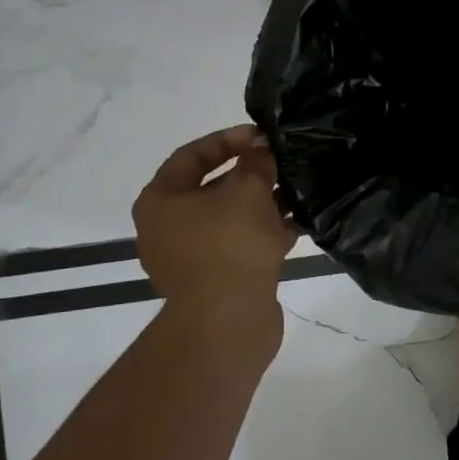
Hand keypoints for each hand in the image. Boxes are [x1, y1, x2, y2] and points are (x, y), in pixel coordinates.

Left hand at [133, 125, 295, 310]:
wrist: (227, 323)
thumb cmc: (229, 245)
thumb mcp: (248, 191)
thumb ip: (256, 162)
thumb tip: (261, 149)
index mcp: (161, 200)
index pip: (192, 155)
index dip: (229, 140)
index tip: (262, 137)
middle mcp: (167, 227)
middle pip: (212, 187)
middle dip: (251, 174)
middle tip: (282, 164)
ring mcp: (189, 257)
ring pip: (229, 218)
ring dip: (262, 205)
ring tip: (296, 193)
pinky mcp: (213, 281)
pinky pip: (239, 245)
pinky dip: (264, 234)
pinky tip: (297, 227)